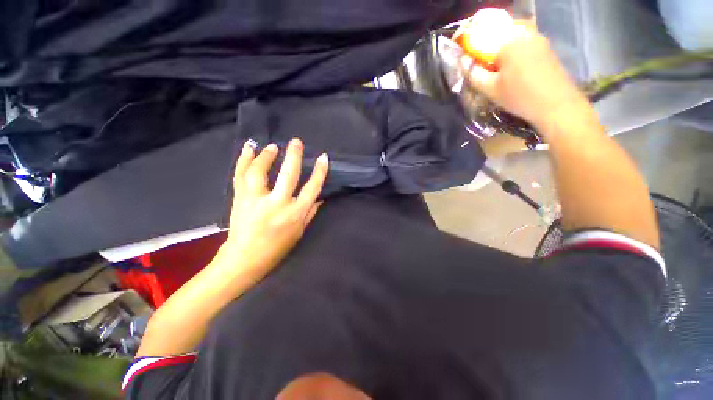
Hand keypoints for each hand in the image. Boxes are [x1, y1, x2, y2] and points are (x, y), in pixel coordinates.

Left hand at [218, 139, 328, 278]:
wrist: (244, 259)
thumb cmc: (277, 248)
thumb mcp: (299, 232)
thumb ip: (310, 213)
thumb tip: (320, 197)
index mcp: (294, 214)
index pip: (311, 188)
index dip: (319, 172)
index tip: (323, 157)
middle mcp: (276, 204)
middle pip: (288, 175)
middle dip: (294, 156)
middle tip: (296, 142)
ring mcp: (255, 200)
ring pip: (260, 171)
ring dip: (266, 156)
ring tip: (273, 146)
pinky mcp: (239, 198)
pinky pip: (240, 175)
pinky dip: (244, 160)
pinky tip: (249, 148)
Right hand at [460, 21, 589, 129]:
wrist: (556, 104)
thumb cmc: (519, 96)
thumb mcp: (490, 89)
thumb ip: (474, 74)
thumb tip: (463, 63)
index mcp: (509, 41)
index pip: (483, 40)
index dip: (475, 53)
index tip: (472, 66)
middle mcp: (525, 34)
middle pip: (500, 38)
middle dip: (490, 52)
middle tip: (485, 70)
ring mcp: (539, 40)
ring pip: (513, 42)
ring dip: (503, 54)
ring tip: (500, 73)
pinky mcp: (547, 48)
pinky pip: (525, 45)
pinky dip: (516, 55)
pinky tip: (515, 72)